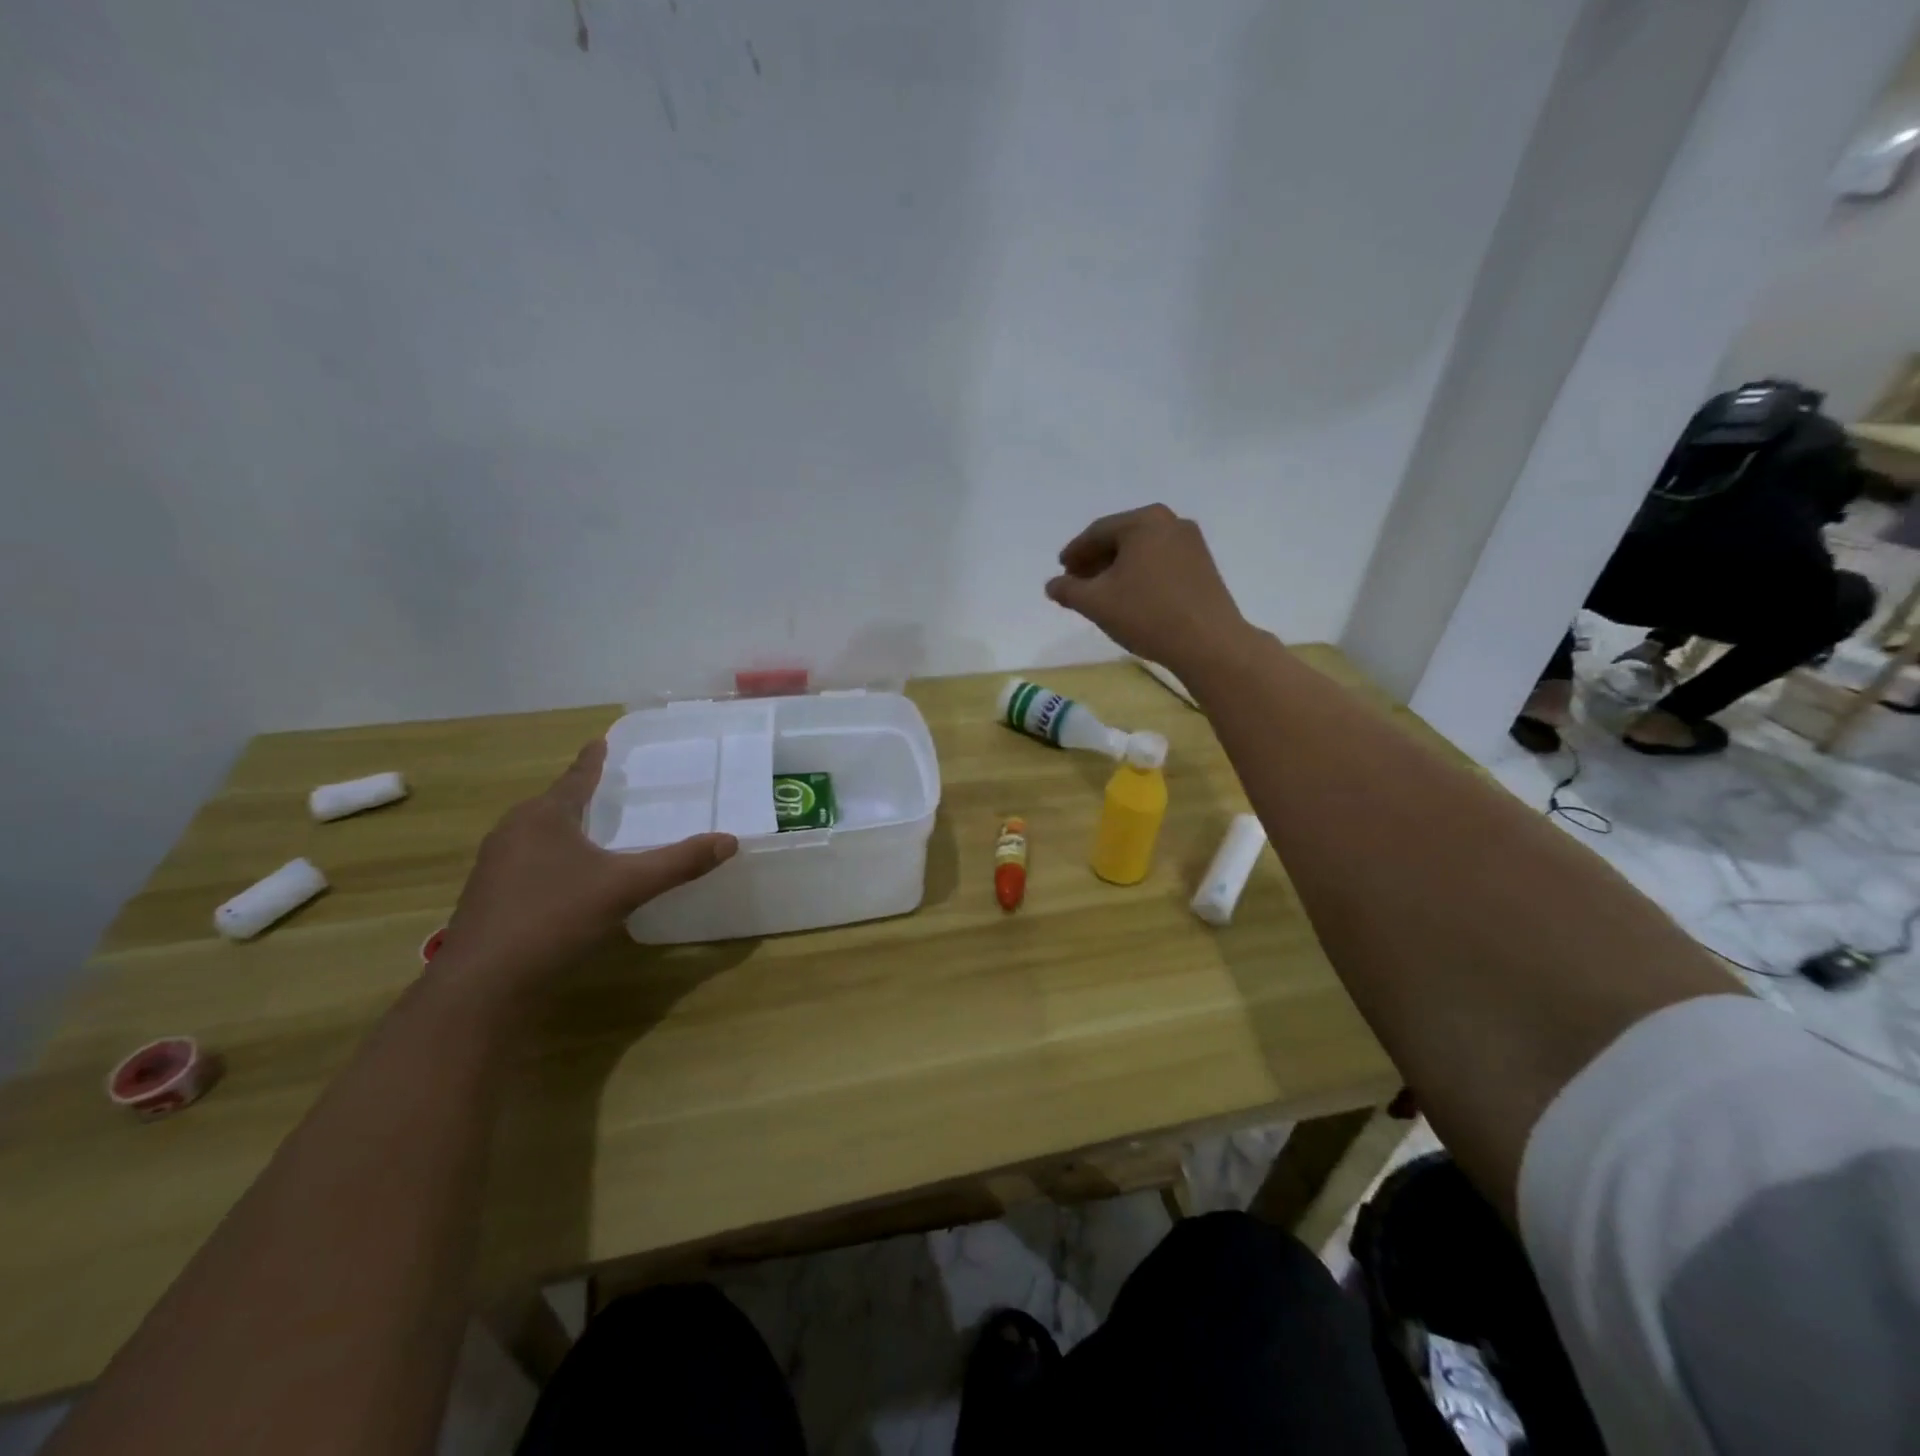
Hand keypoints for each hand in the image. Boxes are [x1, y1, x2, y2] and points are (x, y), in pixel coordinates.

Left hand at [440, 739, 736, 992]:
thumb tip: (729, 841)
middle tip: (609, 788)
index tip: (601, 740)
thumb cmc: (553, 918)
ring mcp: (495, 867)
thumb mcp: (626, 887)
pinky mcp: (489, 898)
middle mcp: (513, 832)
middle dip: (580, 796)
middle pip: (553, 805)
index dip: (592, 761)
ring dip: (566, 830)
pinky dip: (553, 860)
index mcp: (543, 817)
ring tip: (593, 831)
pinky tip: (570, 880)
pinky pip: (528, 863)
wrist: (482, 986)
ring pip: (537, 836)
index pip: (575, 778)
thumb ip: (678, 863)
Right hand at [1045, 504, 1250, 672]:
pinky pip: (1161, 563)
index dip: (1075, 553)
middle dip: (1096, 560)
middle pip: (1121, 538)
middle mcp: (1170, 522)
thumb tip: (1052, 585)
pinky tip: (1131, 597)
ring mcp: (1192, 543)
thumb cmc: (1146, 614)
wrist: (1208, 642)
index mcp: (1143, 522)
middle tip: (1077, 582)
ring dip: (1117, 569)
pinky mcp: (1203, 566)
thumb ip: (1068, 590)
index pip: (1097, 533)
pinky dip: (1140, 575)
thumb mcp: (1096, 603)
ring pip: (1142, 551)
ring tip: (1101, 593)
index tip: (1061, 571)